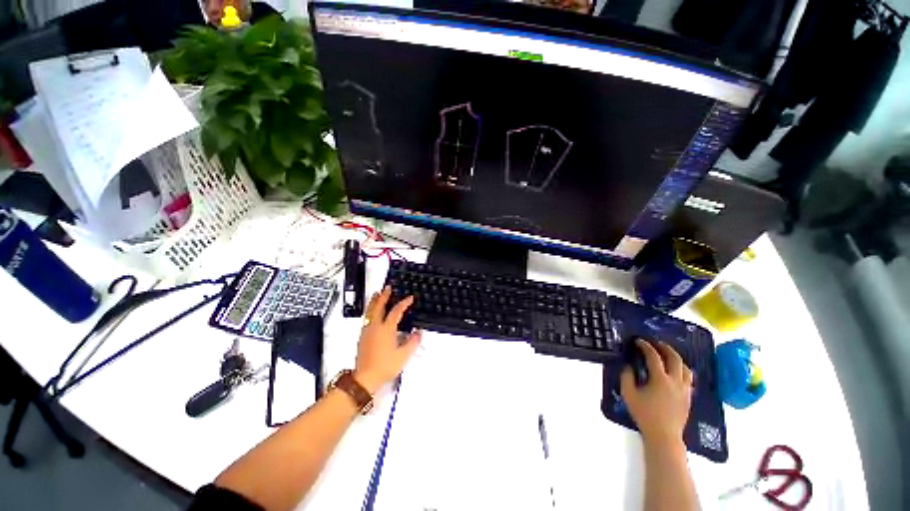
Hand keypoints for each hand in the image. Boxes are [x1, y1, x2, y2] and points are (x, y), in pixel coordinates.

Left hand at [354, 287, 421, 393]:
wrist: (365, 378)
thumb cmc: (385, 366)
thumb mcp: (403, 355)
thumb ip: (413, 342)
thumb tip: (419, 332)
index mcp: (386, 329)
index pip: (396, 311)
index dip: (404, 303)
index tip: (410, 298)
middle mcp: (375, 327)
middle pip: (379, 306)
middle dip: (384, 296)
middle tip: (387, 288)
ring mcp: (367, 331)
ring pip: (370, 311)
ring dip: (374, 301)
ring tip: (377, 294)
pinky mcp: (362, 337)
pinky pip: (367, 318)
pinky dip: (371, 311)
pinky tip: (372, 314)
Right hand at [620, 339, 692, 447]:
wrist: (664, 436)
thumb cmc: (644, 414)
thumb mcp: (629, 394)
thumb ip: (627, 377)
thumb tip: (629, 366)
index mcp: (660, 379)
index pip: (654, 357)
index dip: (646, 346)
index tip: (638, 341)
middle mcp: (675, 381)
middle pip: (675, 358)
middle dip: (665, 348)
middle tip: (656, 343)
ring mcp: (684, 390)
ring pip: (686, 368)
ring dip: (676, 358)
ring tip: (667, 355)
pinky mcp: (688, 397)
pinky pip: (688, 378)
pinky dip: (681, 370)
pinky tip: (674, 372)